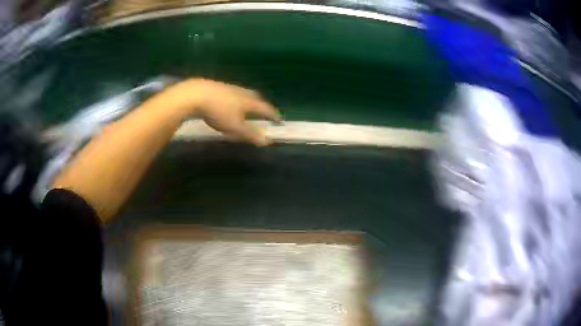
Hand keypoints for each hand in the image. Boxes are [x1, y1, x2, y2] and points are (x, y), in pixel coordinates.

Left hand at [167, 78, 281, 145]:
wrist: (196, 94)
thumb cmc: (218, 112)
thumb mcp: (235, 128)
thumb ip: (251, 134)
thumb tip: (268, 140)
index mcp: (249, 102)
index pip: (266, 108)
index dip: (273, 115)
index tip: (279, 119)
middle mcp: (242, 92)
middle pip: (256, 97)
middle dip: (262, 105)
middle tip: (264, 111)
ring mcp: (230, 87)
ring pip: (244, 93)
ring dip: (249, 100)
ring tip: (247, 106)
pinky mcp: (218, 86)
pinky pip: (233, 92)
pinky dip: (236, 98)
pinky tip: (229, 102)